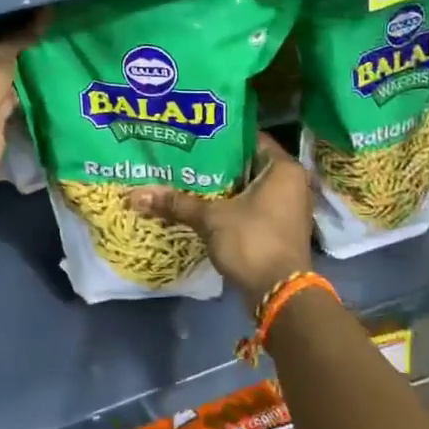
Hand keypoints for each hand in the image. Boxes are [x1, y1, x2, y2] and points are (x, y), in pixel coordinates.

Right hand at [129, 133, 314, 312]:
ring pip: (250, 188)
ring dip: (223, 187)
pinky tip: (203, 205)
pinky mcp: (279, 229)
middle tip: (186, 155)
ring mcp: (288, 208)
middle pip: (248, 164)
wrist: (278, 294)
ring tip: (188, 178)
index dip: (222, 136)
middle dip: (218, 163)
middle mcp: (292, 184)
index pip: (251, 139)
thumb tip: (135, 195)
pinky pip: (252, 207)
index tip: (195, 135)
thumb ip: (177, 203)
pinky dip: (231, 205)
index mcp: (284, 169)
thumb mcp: (211, 218)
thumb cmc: (253, 242)